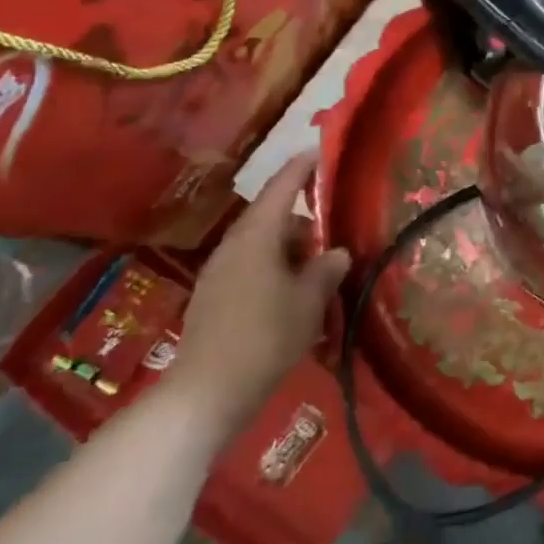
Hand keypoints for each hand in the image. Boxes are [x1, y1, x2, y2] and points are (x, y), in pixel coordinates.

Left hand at [168, 153, 350, 436]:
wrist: (206, 393)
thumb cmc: (265, 336)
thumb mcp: (310, 300)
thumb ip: (326, 269)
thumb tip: (337, 252)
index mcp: (256, 236)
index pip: (281, 188)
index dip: (301, 167)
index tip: (319, 150)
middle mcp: (233, 246)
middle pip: (271, 218)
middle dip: (303, 221)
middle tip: (333, 234)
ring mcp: (218, 273)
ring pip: (261, 245)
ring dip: (290, 250)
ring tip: (317, 270)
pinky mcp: (213, 299)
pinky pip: (250, 268)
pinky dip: (274, 270)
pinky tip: (292, 295)